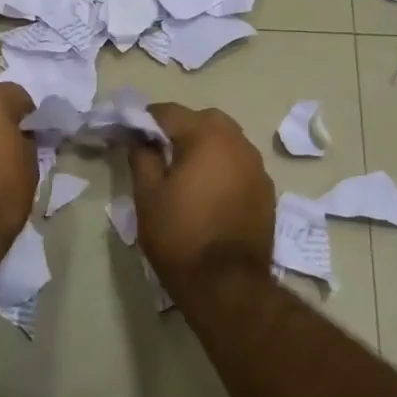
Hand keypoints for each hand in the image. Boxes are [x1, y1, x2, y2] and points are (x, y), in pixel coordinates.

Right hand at [128, 103, 274, 294]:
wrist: (226, 284)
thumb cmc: (178, 235)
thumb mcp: (147, 195)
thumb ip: (142, 157)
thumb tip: (140, 139)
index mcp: (206, 137)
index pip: (169, 112)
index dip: (145, 120)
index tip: (130, 134)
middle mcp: (238, 143)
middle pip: (204, 120)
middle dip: (180, 128)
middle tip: (158, 153)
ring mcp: (257, 167)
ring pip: (226, 140)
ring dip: (204, 146)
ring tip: (183, 173)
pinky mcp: (266, 191)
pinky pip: (239, 165)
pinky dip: (222, 167)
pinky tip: (207, 192)